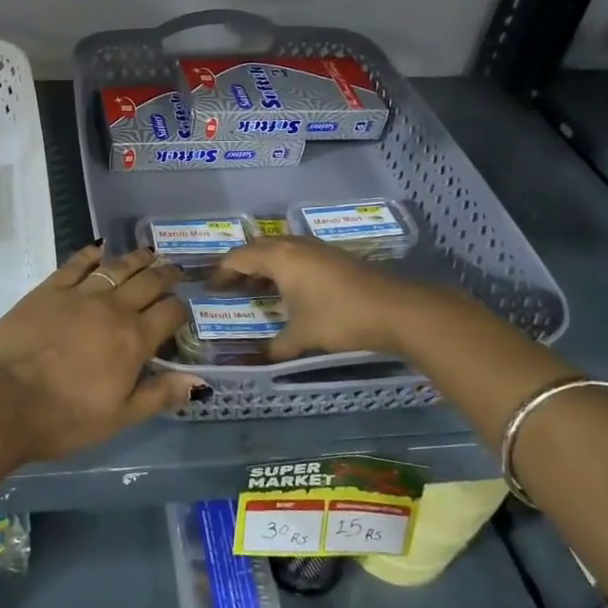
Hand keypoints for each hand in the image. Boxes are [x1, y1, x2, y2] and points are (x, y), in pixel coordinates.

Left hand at [0, 243, 196, 464]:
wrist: (3, 402)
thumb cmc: (64, 419)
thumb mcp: (119, 418)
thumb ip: (159, 395)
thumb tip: (200, 383)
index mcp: (134, 340)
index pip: (170, 312)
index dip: (181, 309)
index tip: (182, 310)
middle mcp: (112, 308)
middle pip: (148, 282)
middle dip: (166, 274)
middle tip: (174, 270)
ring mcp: (79, 294)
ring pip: (116, 266)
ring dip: (136, 258)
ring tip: (147, 253)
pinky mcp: (48, 289)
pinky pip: (76, 263)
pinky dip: (91, 254)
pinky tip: (99, 250)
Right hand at [211, 235, 434, 361]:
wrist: (397, 310)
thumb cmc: (340, 318)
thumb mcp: (302, 336)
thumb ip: (277, 347)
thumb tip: (260, 361)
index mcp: (279, 257)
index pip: (239, 258)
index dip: (221, 272)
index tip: (210, 289)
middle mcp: (294, 246)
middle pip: (257, 249)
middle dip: (241, 267)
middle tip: (229, 288)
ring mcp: (317, 249)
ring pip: (280, 250)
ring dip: (264, 266)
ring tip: (255, 289)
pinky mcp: (334, 257)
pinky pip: (297, 256)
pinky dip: (284, 269)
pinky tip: (289, 290)